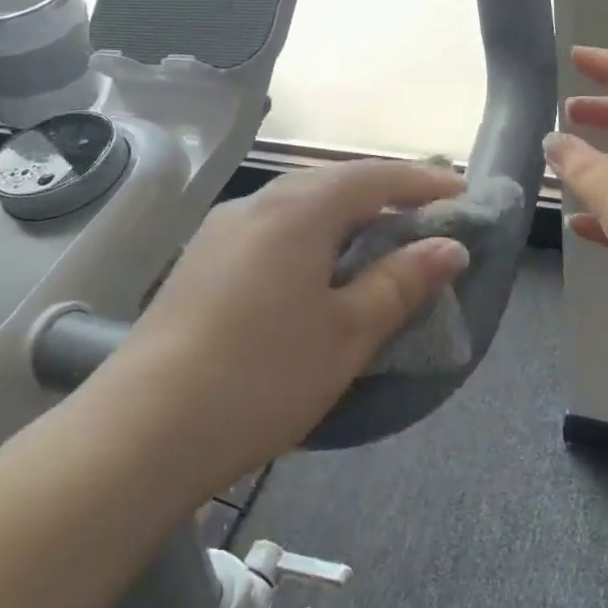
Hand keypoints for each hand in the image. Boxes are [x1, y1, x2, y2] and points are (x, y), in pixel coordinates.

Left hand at [96, 161, 470, 497]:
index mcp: (296, 211)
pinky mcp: (201, 261)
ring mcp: (220, 231)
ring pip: (298, 205)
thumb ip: (400, 283)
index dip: (422, 184)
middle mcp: (255, 206)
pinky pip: (271, 229)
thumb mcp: (346, 334)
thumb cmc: (262, 377)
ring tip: (380, 242)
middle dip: (385, 194)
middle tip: (427, 218)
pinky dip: (311, 235)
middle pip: (332, 183)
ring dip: (345, 215)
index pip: (373, 177)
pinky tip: (318, 269)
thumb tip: (449, 248)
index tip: (464, 197)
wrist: (143, 430)